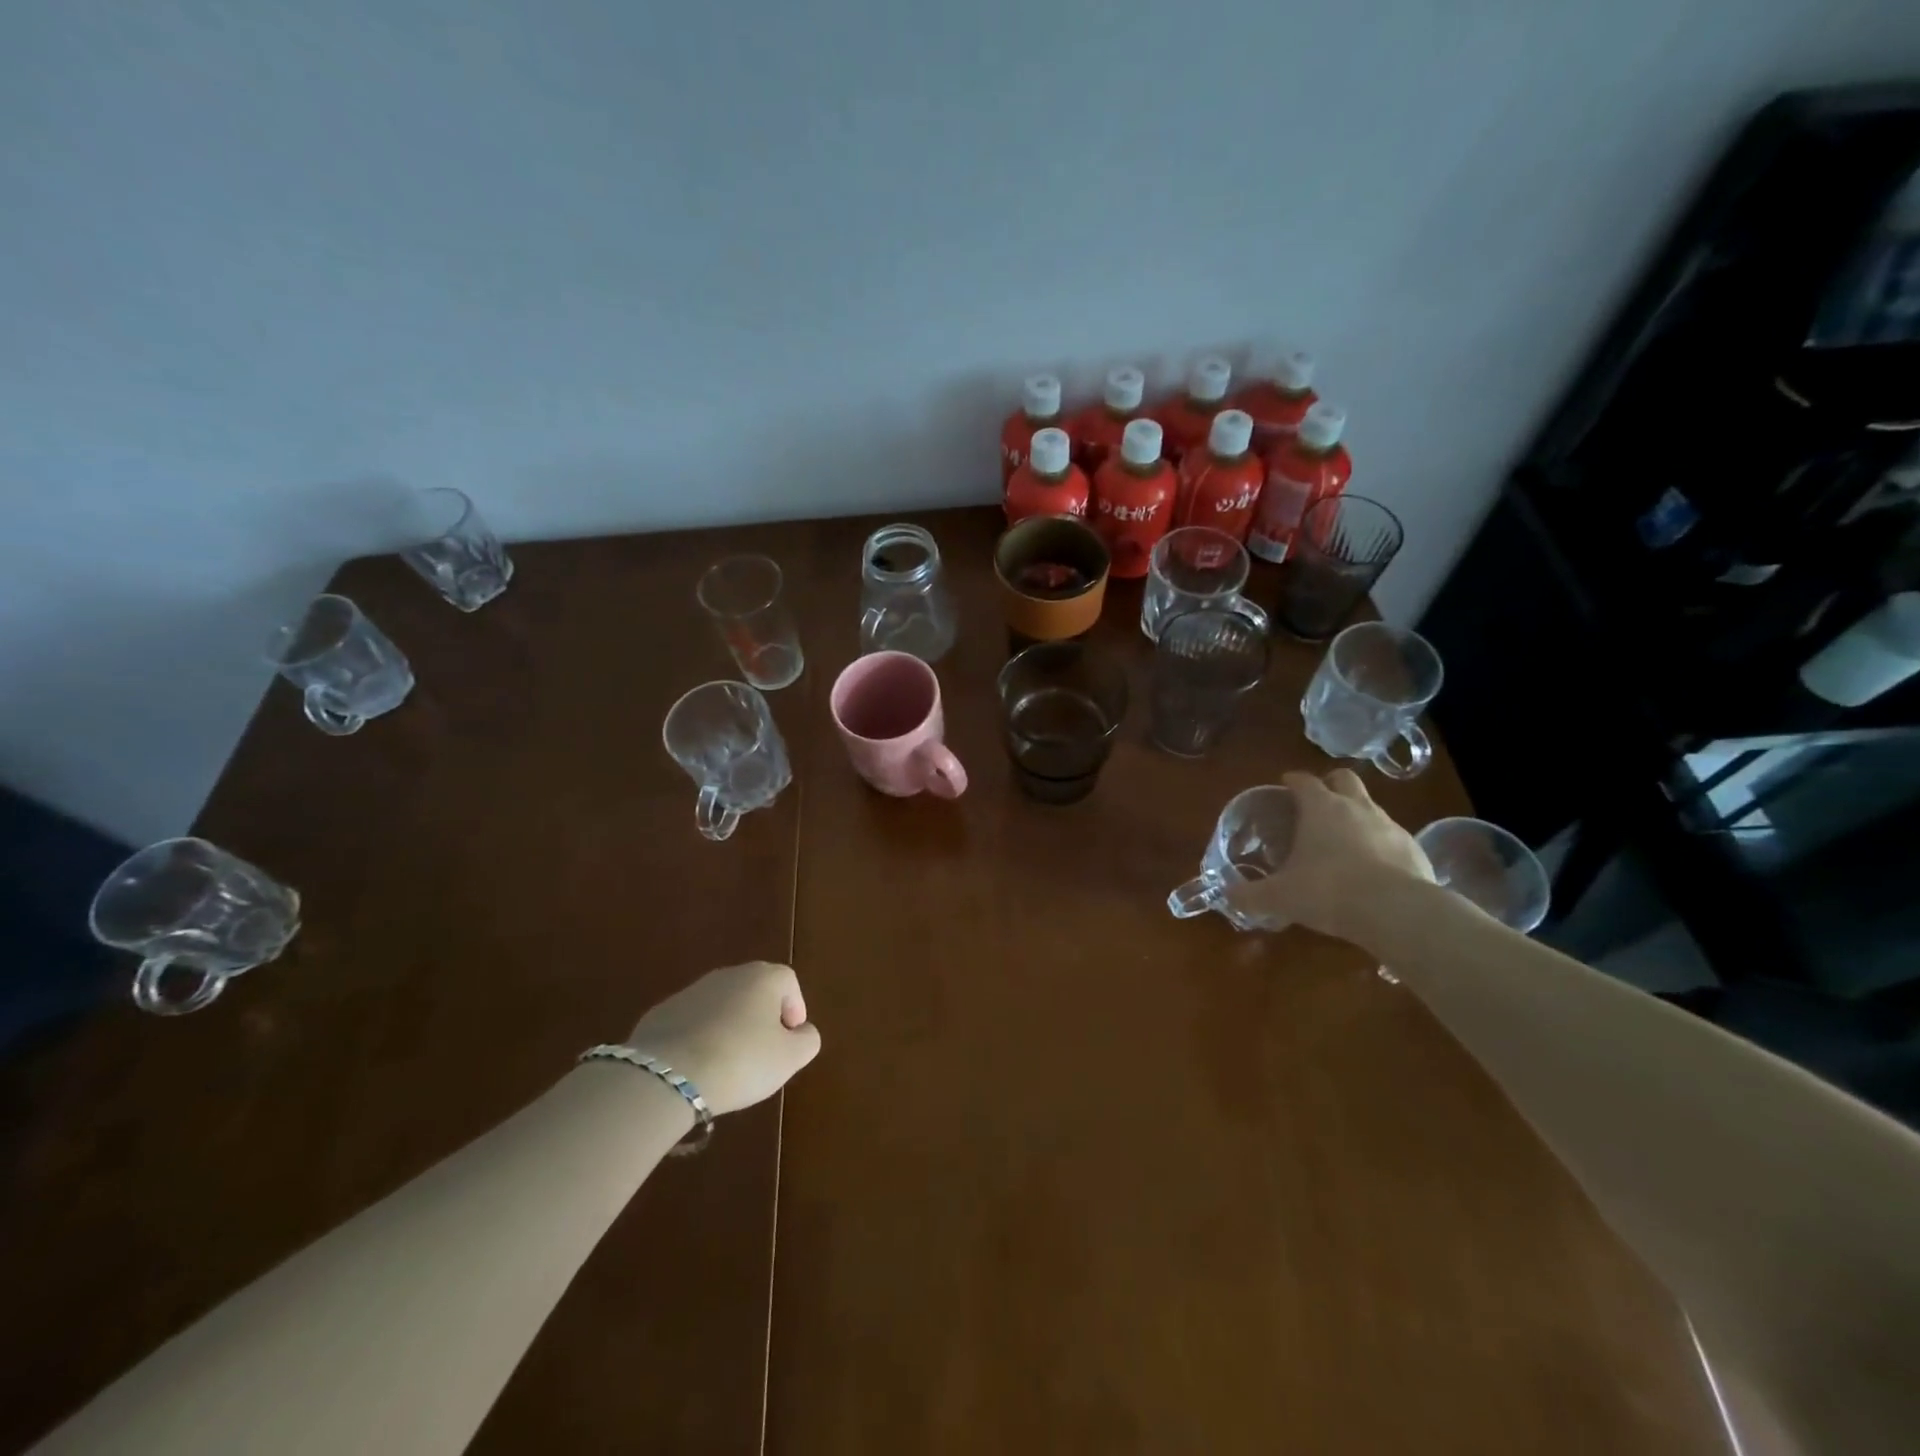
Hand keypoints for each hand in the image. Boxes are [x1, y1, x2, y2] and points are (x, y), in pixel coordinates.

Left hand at [626, 962, 821, 1115]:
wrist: (668, 1075)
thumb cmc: (742, 1061)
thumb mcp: (790, 1058)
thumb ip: (807, 1040)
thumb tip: (802, 1032)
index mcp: (763, 978)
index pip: (788, 982)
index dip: (794, 1008)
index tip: (790, 1039)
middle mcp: (728, 975)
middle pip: (754, 990)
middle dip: (761, 1017)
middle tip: (763, 1051)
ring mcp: (691, 991)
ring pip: (721, 1006)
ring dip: (729, 1027)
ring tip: (728, 1063)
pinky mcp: (660, 1013)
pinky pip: (691, 1023)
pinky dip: (699, 1038)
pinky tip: (697, 1067)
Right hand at [1223, 769, 1433, 942]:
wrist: (1398, 912)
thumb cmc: (1328, 892)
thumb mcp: (1279, 897)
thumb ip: (1250, 895)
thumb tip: (1227, 895)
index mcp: (1320, 808)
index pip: (1303, 780)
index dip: (1292, 780)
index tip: (1284, 785)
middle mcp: (1357, 807)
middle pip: (1344, 778)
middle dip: (1330, 784)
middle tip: (1316, 805)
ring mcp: (1390, 826)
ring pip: (1370, 807)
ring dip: (1356, 816)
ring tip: (1343, 843)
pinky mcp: (1414, 849)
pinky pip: (1392, 838)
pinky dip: (1380, 846)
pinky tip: (1372, 871)